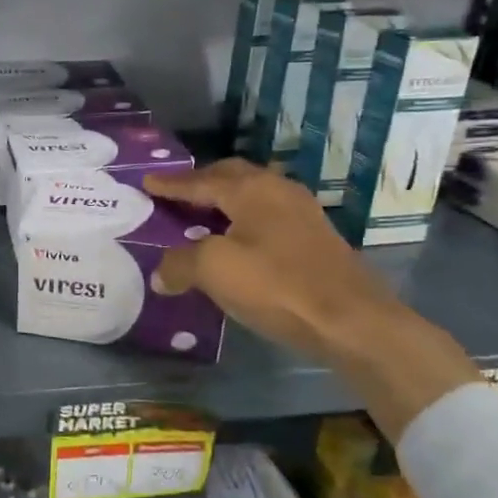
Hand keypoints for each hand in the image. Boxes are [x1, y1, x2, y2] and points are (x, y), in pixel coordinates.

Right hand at [142, 160, 396, 358]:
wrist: (350, 320)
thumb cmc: (276, 284)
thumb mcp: (215, 270)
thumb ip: (180, 264)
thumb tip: (160, 273)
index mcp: (251, 189)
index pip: (201, 180)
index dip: (171, 184)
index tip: (147, 182)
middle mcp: (277, 190)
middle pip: (231, 177)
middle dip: (201, 183)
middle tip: (175, 194)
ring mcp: (301, 213)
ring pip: (252, 196)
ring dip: (224, 203)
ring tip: (201, 217)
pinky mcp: (314, 238)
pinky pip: (266, 217)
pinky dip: (242, 221)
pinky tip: (235, 242)